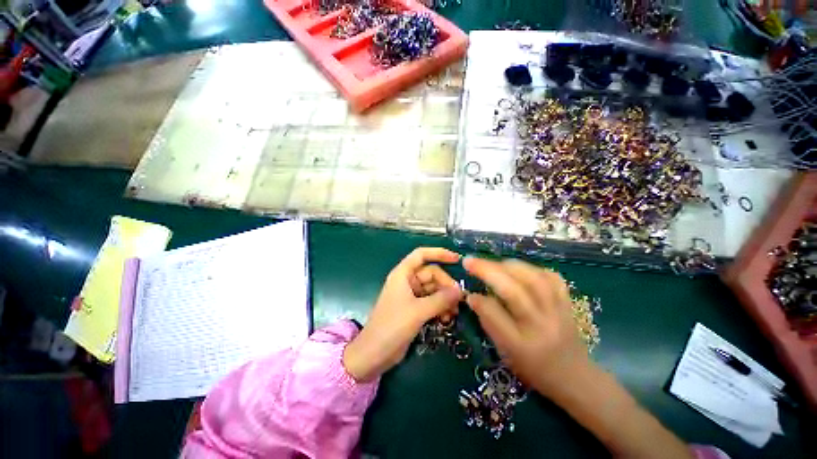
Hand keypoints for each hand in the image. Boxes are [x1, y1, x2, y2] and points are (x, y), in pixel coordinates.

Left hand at [343, 247, 462, 381]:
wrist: (374, 354)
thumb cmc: (392, 326)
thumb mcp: (418, 311)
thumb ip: (440, 299)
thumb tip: (461, 291)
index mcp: (403, 274)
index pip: (421, 255)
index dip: (438, 253)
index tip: (457, 260)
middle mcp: (407, 281)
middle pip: (431, 274)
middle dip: (446, 284)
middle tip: (459, 300)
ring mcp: (411, 295)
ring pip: (433, 289)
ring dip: (445, 298)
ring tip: (455, 312)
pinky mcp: (414, 309)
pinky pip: (431, 301)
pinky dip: (440, 307)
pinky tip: (447, 318)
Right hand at [463, 257, 591, 397]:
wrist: (575, 377)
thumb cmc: (533, 368)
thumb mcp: (505, 352)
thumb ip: (489, 323)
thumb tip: (473, 297)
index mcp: (521, 345)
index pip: (495, 316)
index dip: (478, 301)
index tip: (468, 293)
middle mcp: (540, 326)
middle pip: (513, 292)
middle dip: (487, 271)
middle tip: (469, 261)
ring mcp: (558, 312)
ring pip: (533, 279)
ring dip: (507, 265)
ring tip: (492, 263)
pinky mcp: (568, 302)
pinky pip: (551, 277)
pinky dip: (532, 268)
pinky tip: (520, 268)